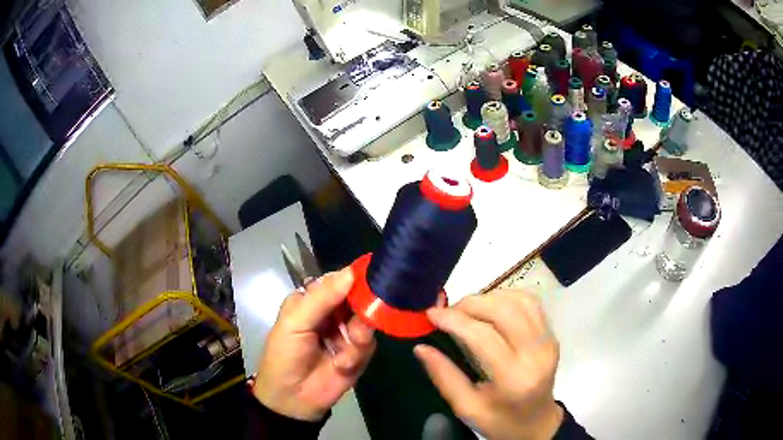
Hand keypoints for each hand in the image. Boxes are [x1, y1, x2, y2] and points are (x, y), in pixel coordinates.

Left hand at [253, 267, 375, 420]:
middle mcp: (333, 312)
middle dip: (361, 310)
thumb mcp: (295, 323)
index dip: (354, 278)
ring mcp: (348, 332)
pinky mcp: (360, 353)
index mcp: (312, 300)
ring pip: (367, 322)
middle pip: (358, 299)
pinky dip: (356, 355)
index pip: (338, 280)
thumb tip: (351, 271)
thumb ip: (322, 298)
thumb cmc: (285, 355)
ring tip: (343, 353)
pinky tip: (341, 365)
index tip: (372, 276)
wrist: (293, 398)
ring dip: (357, 337)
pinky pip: (368, 345)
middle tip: (356, 324)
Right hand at [414, 289, 562, 439]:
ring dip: (489, 297)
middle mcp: (537, 354)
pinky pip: (531, 303)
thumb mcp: (466, 408)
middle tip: (448, 312)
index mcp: (514, 379)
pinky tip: (491, 307)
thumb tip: (421, 347)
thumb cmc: (499, 421)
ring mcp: (548, 341)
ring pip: (520, 301)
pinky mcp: (552, 335)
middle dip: (471, 303)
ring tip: (467, 309)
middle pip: (505, 311)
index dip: (455, 320)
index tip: (432, 314)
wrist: (537, 423)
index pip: (484, 337)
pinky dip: (507, 297)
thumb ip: (444, 376)